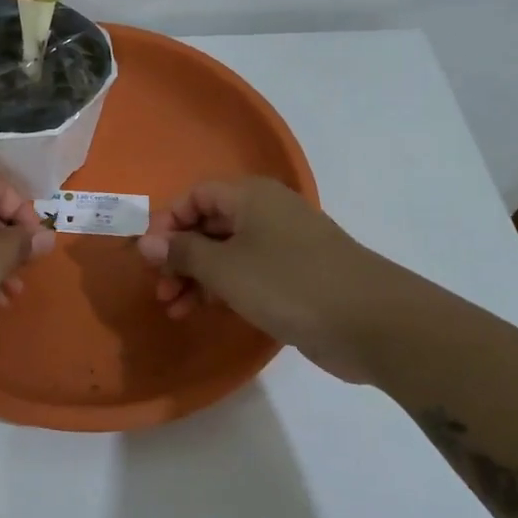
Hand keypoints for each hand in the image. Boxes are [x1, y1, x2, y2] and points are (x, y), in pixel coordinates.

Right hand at [136, 177, 408, 383]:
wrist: (371, 322)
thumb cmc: (289, 283)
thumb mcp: (225, 269)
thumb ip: (182, 253)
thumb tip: (145, 242)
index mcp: (250, 196)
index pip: (195, 196)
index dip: (167, 223)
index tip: (149, 258)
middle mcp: (265, 212)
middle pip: (208, 224)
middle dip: (179, 256)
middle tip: (161, 291)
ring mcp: (283, 245)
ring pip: (226, 252)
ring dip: (196, 277)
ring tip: (176, 309)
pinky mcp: (294, 276)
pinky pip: (247, 273)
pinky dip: (223, 288)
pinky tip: (205, 311)